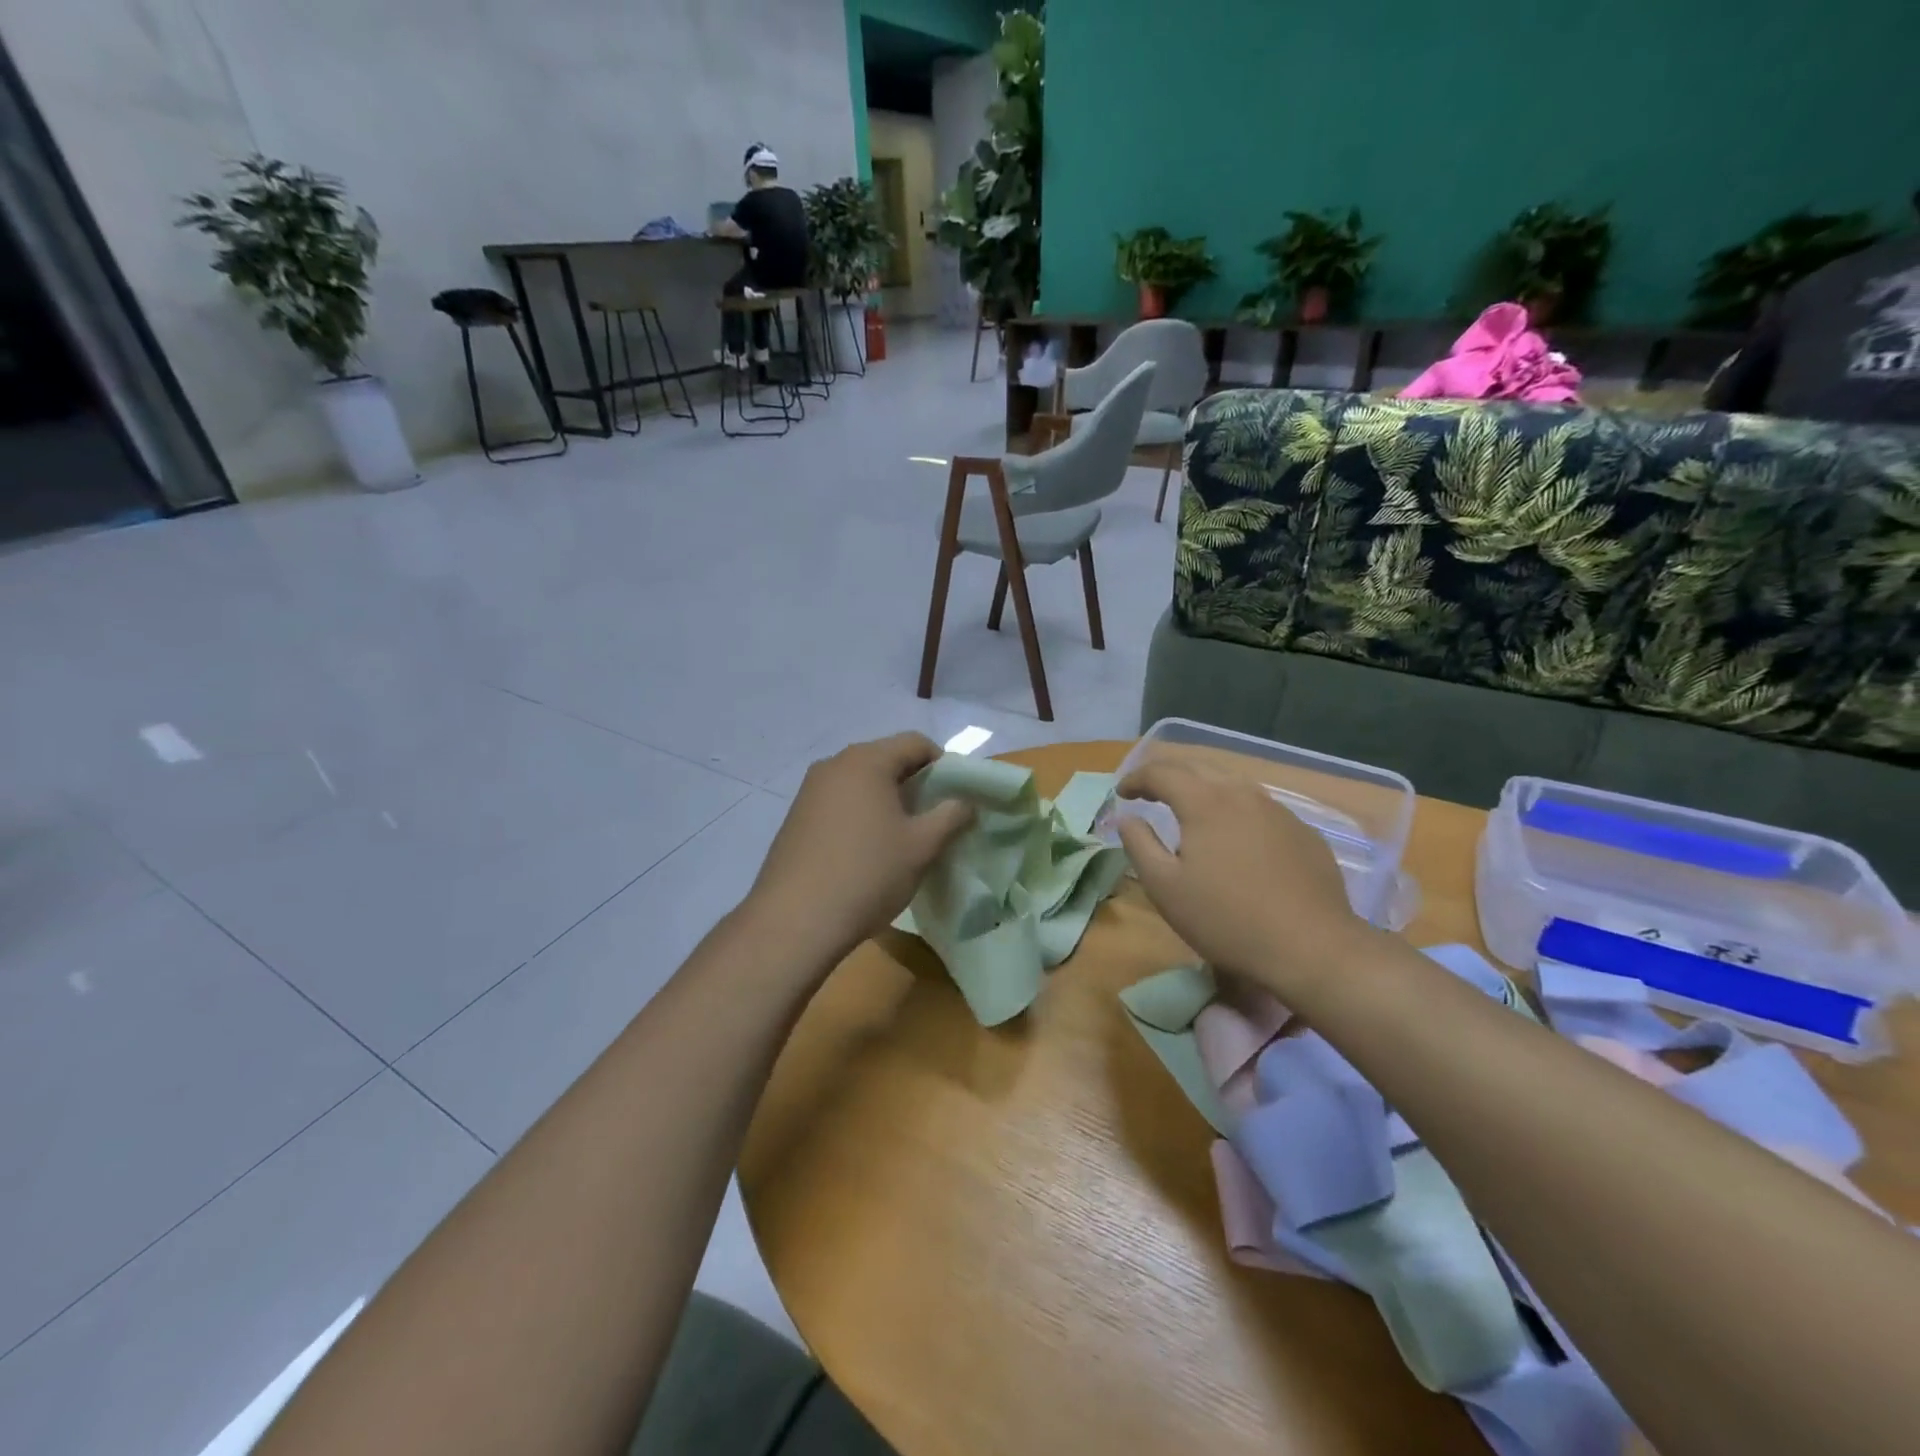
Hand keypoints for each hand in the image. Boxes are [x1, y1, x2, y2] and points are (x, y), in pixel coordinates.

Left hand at [744, 733, 973, 966]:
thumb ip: (951, 816)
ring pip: (861, 782)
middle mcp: (834, 765)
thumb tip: (965, 801)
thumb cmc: (868, 873)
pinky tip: (867, 850)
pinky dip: (861, 814)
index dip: (944, 764)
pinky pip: (839, 802)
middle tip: (934, 818)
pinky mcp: (796, 817)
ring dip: (887, 799)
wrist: (795, 920)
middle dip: (915, 783)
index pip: (915, 743)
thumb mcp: (922, 846)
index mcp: (867, 760)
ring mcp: (809, 790)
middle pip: (886, 758)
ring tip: (902, 836)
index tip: (956, 797)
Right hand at [1116, 761, 1371, 1002]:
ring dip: (1204, 789)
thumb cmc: (1226, 919)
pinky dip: (1236, 811)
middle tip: (1150, 793)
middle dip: (1169, 775)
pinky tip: (1236, 839)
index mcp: (1205, 801)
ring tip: (1190, 811)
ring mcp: (1279, 811)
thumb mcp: (1165, 888)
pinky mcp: (1303, 832)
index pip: (1162, 772)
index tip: (1122, 794)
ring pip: (1233, 784)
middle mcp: (1243, 794)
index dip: (1136, 778)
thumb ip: (1140, 845)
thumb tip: (1128, 818)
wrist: (1312, 948)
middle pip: (1199, 768)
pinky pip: (1260, 808)